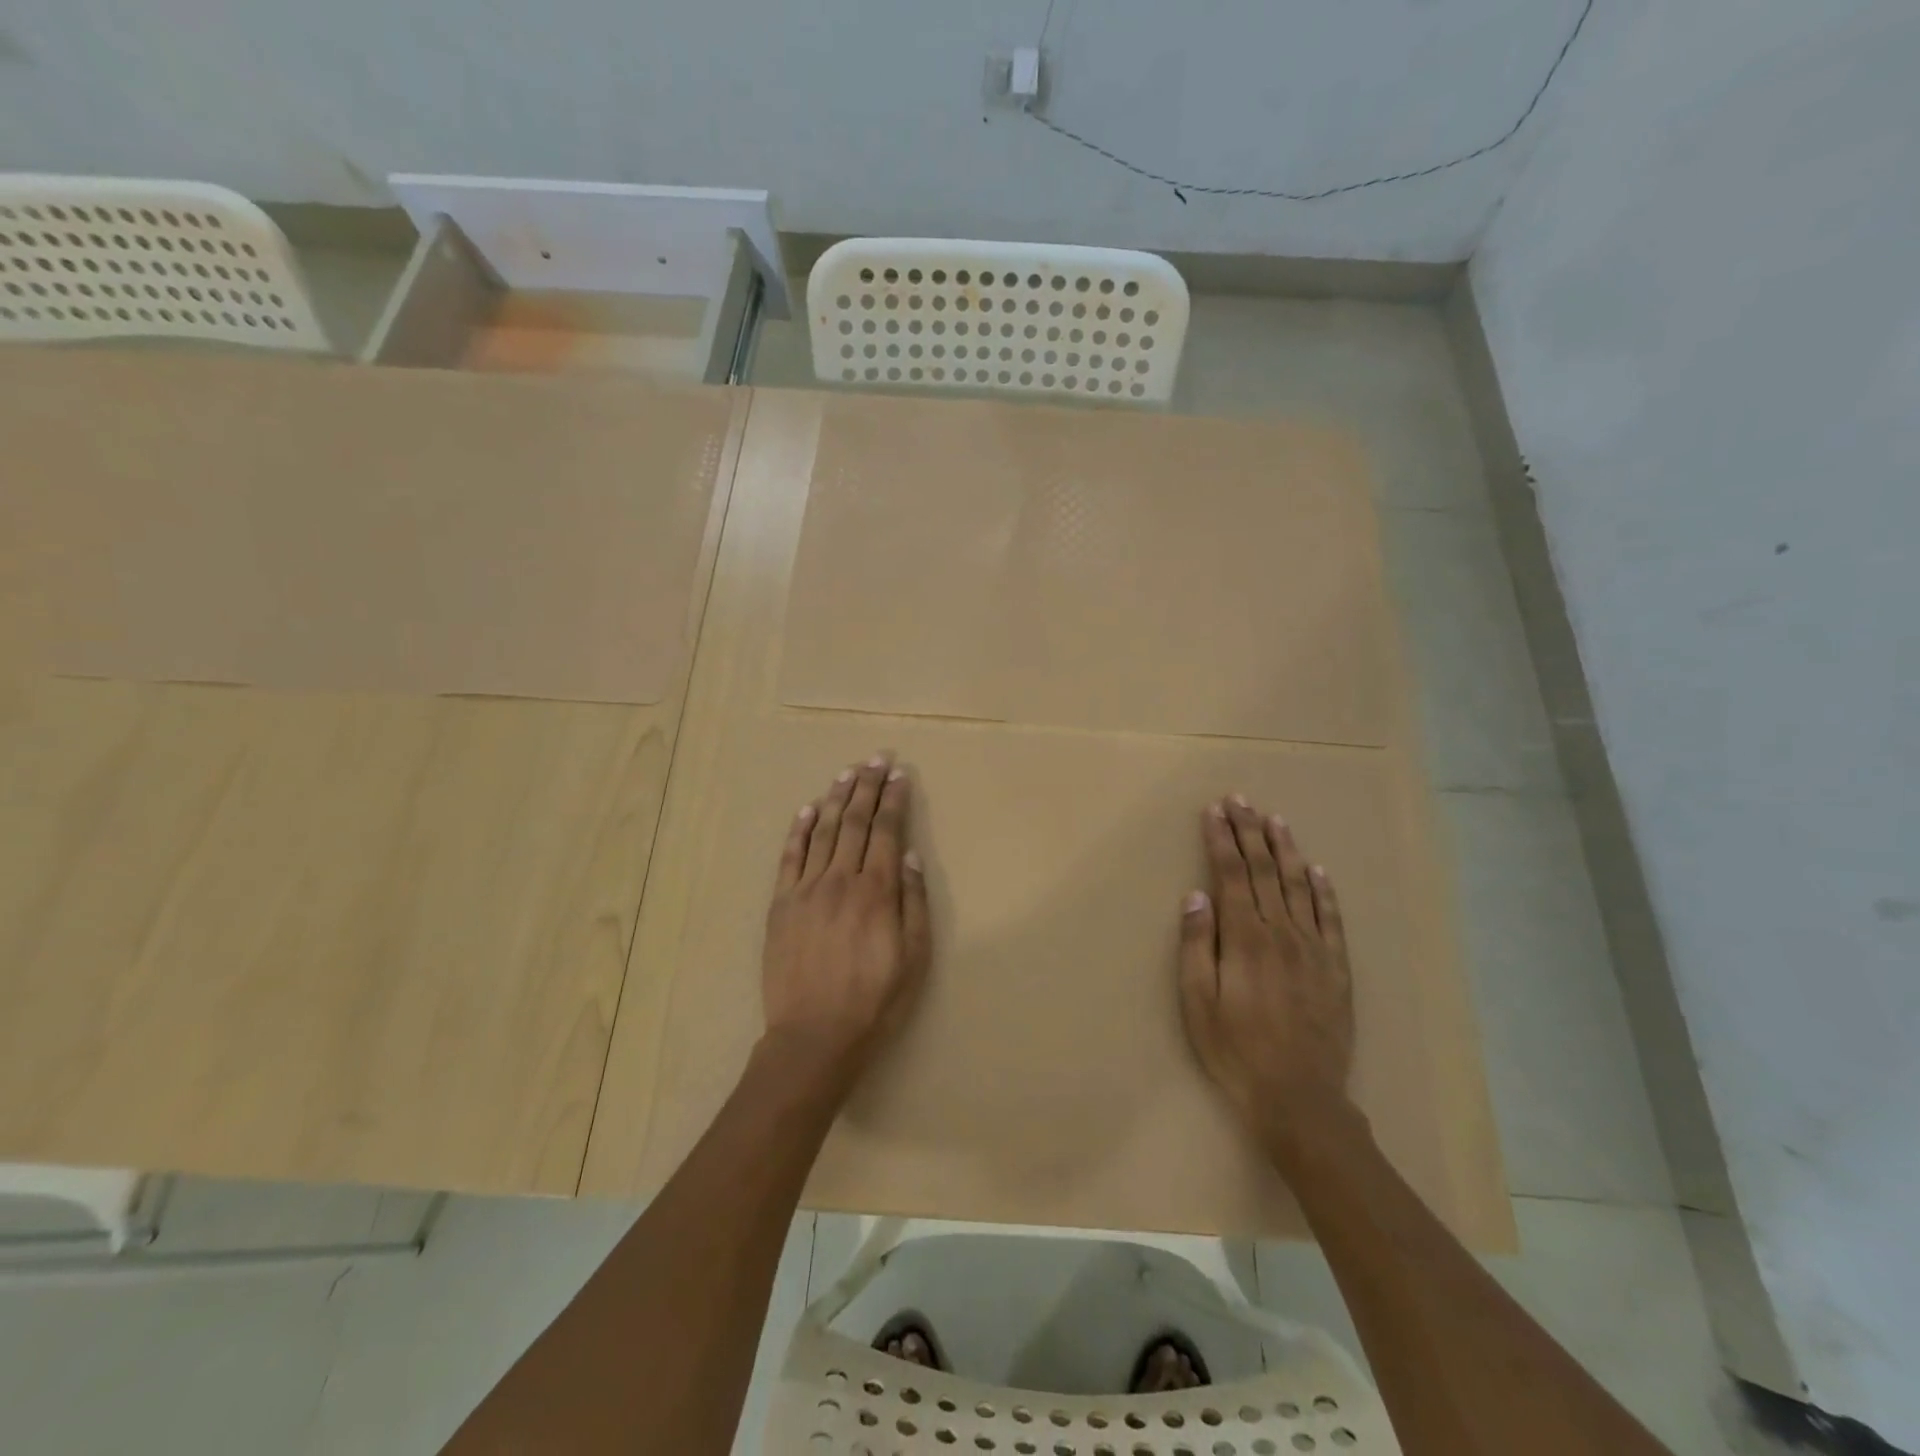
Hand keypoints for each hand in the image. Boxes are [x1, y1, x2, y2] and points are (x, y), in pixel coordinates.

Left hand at [761, 754, 931, 1082]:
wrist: (813, 1037)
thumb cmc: (874, 1002)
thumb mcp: (914, 958)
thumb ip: (914, 903)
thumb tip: (911, 856)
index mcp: (877, 891)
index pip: (888, 831)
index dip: (894, 799)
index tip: (900, 774)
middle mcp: (841, 879)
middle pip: (857, 822)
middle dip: (868, 786)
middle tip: (876, 758)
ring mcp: (806, 889)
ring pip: (825, 831)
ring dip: (838, 797)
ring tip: (848, 772)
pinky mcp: (781, 904)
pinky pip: (790, 856)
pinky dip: (800, 829)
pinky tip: (808, 808)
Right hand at [1178, 796, 1355, 1149]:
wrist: (1300, 1097)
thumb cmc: (1236, 1050)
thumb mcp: (1198, 1002)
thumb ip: (1197, 945)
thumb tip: (1196, 895)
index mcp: (1245, 938)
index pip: (1231, 874)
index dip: (1221, 840)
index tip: (1214, 811)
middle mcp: (1281, 932)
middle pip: (1264, 870)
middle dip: (1249, 832)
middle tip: (1240, 800)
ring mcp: (1314, 948)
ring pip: (1299, 885)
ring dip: (1286, 849)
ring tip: (1275, 819)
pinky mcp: (1336, 968)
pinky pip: (1330, 918)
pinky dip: (1324, 890)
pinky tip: (1318, 870)